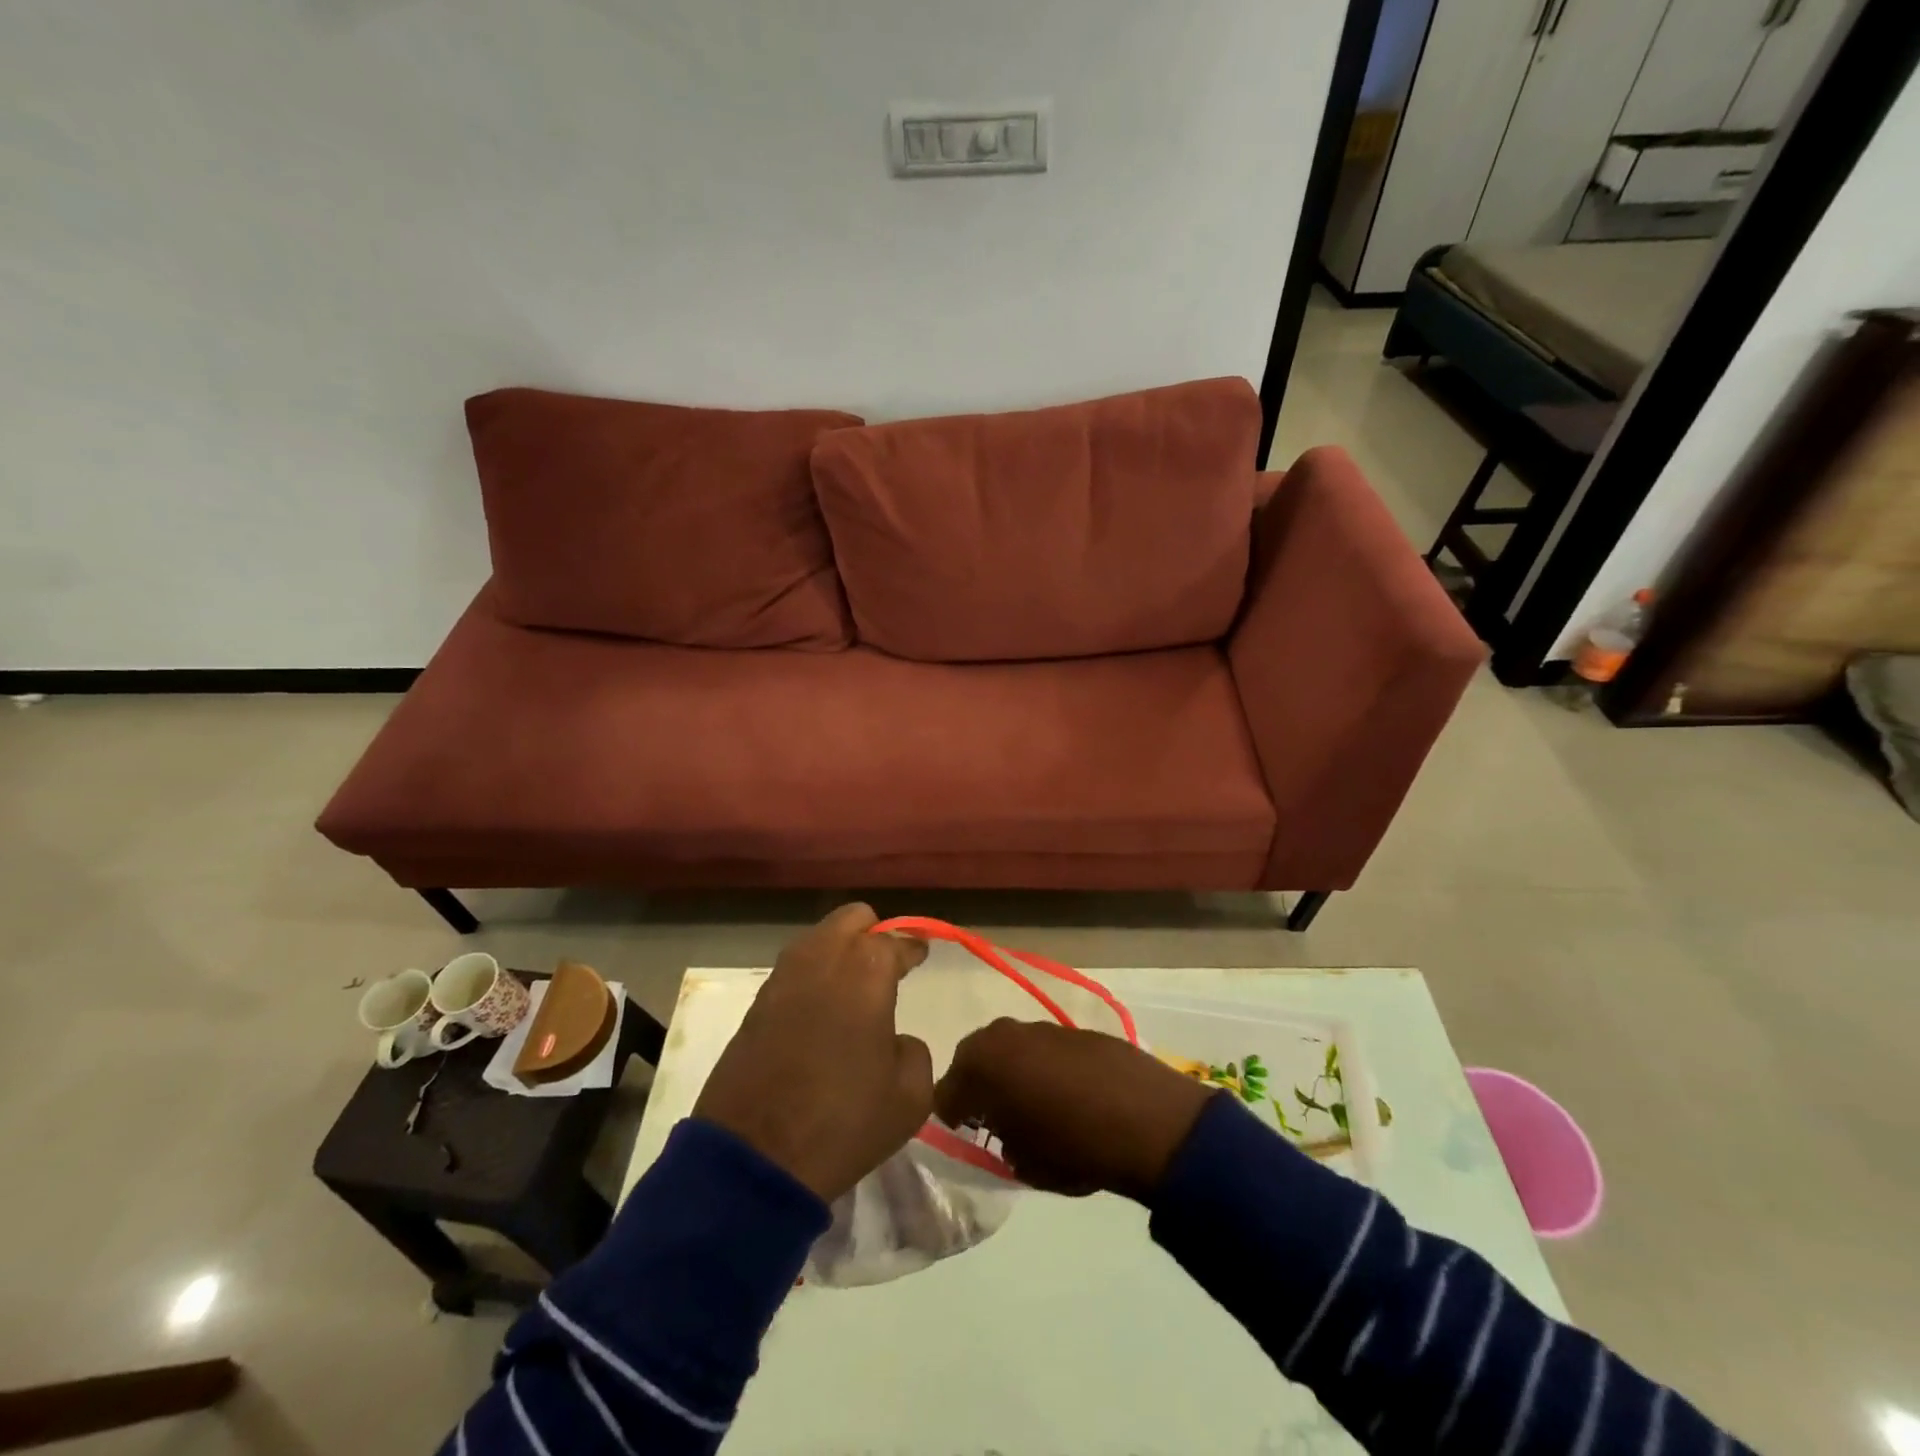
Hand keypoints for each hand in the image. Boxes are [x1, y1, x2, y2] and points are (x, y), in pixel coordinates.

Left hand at [694, 903, 932, 1202]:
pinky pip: (793, 970)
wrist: (755, 1159)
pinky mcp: (756, 1003)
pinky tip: (822, 1009)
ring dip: (838, 951)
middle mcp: (823, 958)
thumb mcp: (909, 1097)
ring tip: (853, 987)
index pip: (897, 941)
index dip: (913, 947)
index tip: (921, 953)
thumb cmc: (843, 1122)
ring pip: (817, 938)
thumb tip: (895, 1041)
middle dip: (872, 933)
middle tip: (886, 966)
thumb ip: (913, 1052)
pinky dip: (812, 976)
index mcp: (866, 969)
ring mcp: (783, 978)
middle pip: (852, 918)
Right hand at [934, 1019, 1217, 1201]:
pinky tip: (1069, 1094)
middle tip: (997, 1120)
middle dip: (980, 1087)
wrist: (1149, 1119)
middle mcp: (1004, 1034)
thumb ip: (1001, 1141)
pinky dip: (1045, 1066)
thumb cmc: (1074, 1147)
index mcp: (982, 1064)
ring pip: (1011, 1049)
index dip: (953, 1118)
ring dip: (1014, 1073)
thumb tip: (1003, 1130)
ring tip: (1037, 1107)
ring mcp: (1042, 1026)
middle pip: (975, 1060)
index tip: (968, 1136)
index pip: (945, 1092)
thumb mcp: (1024, 1163)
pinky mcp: (1074, 1029)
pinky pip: (1044, 1048)